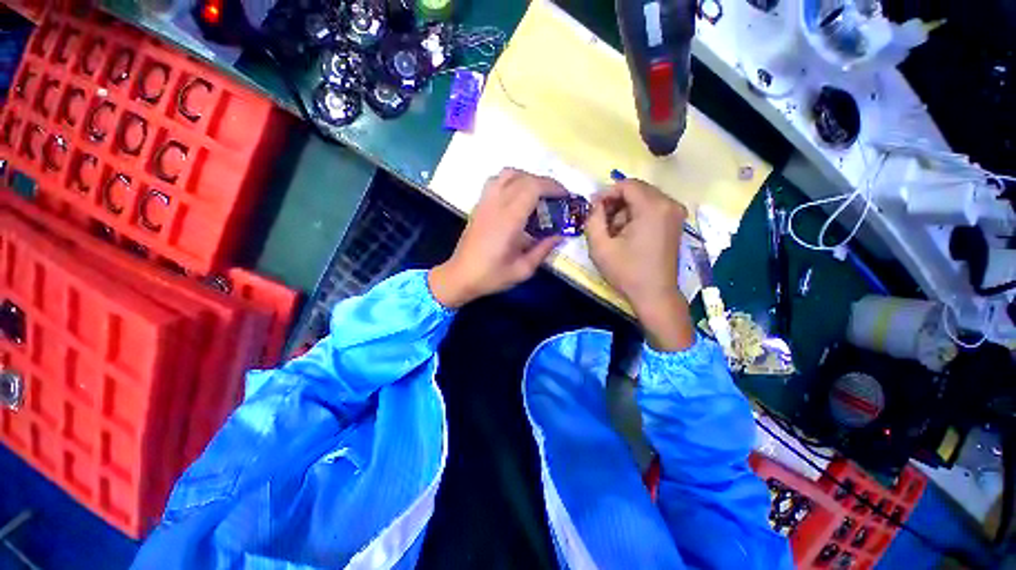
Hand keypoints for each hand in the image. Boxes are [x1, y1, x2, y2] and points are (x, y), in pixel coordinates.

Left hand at [429, 169, 565, 307]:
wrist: (460, 276)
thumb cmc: (491, 276)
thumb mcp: (522, 270)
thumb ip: (543, 250)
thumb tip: (560, 235)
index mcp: (508, 220)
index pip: (532, 187)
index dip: (552, 187)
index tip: (565, 196)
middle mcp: (495, 205)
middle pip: (523, 177)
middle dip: (545, 183)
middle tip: (557, 197)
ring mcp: (484, 202)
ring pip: (507, 174)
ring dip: (527, 178)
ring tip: (538, 194)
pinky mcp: (479, 205)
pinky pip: (496, 181)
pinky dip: (512, 181)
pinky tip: (518, 198)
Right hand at [586, 179, 694, 350]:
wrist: (655, 295)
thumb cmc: (626, 272)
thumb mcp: (600, 246)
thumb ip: (593, 219)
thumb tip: (595, 203)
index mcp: (653, 207)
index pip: (626, 184)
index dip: (606, 193)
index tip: (594, 210)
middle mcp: (669, 204)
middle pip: (636, 190)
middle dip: (616, 203)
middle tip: (602, 223)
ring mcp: (676, 213)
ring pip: (643, 198)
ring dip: (625, 211)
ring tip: (614, 233)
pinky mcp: (676, 222)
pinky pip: (651, 208)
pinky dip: (636, 216)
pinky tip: (628, 235)